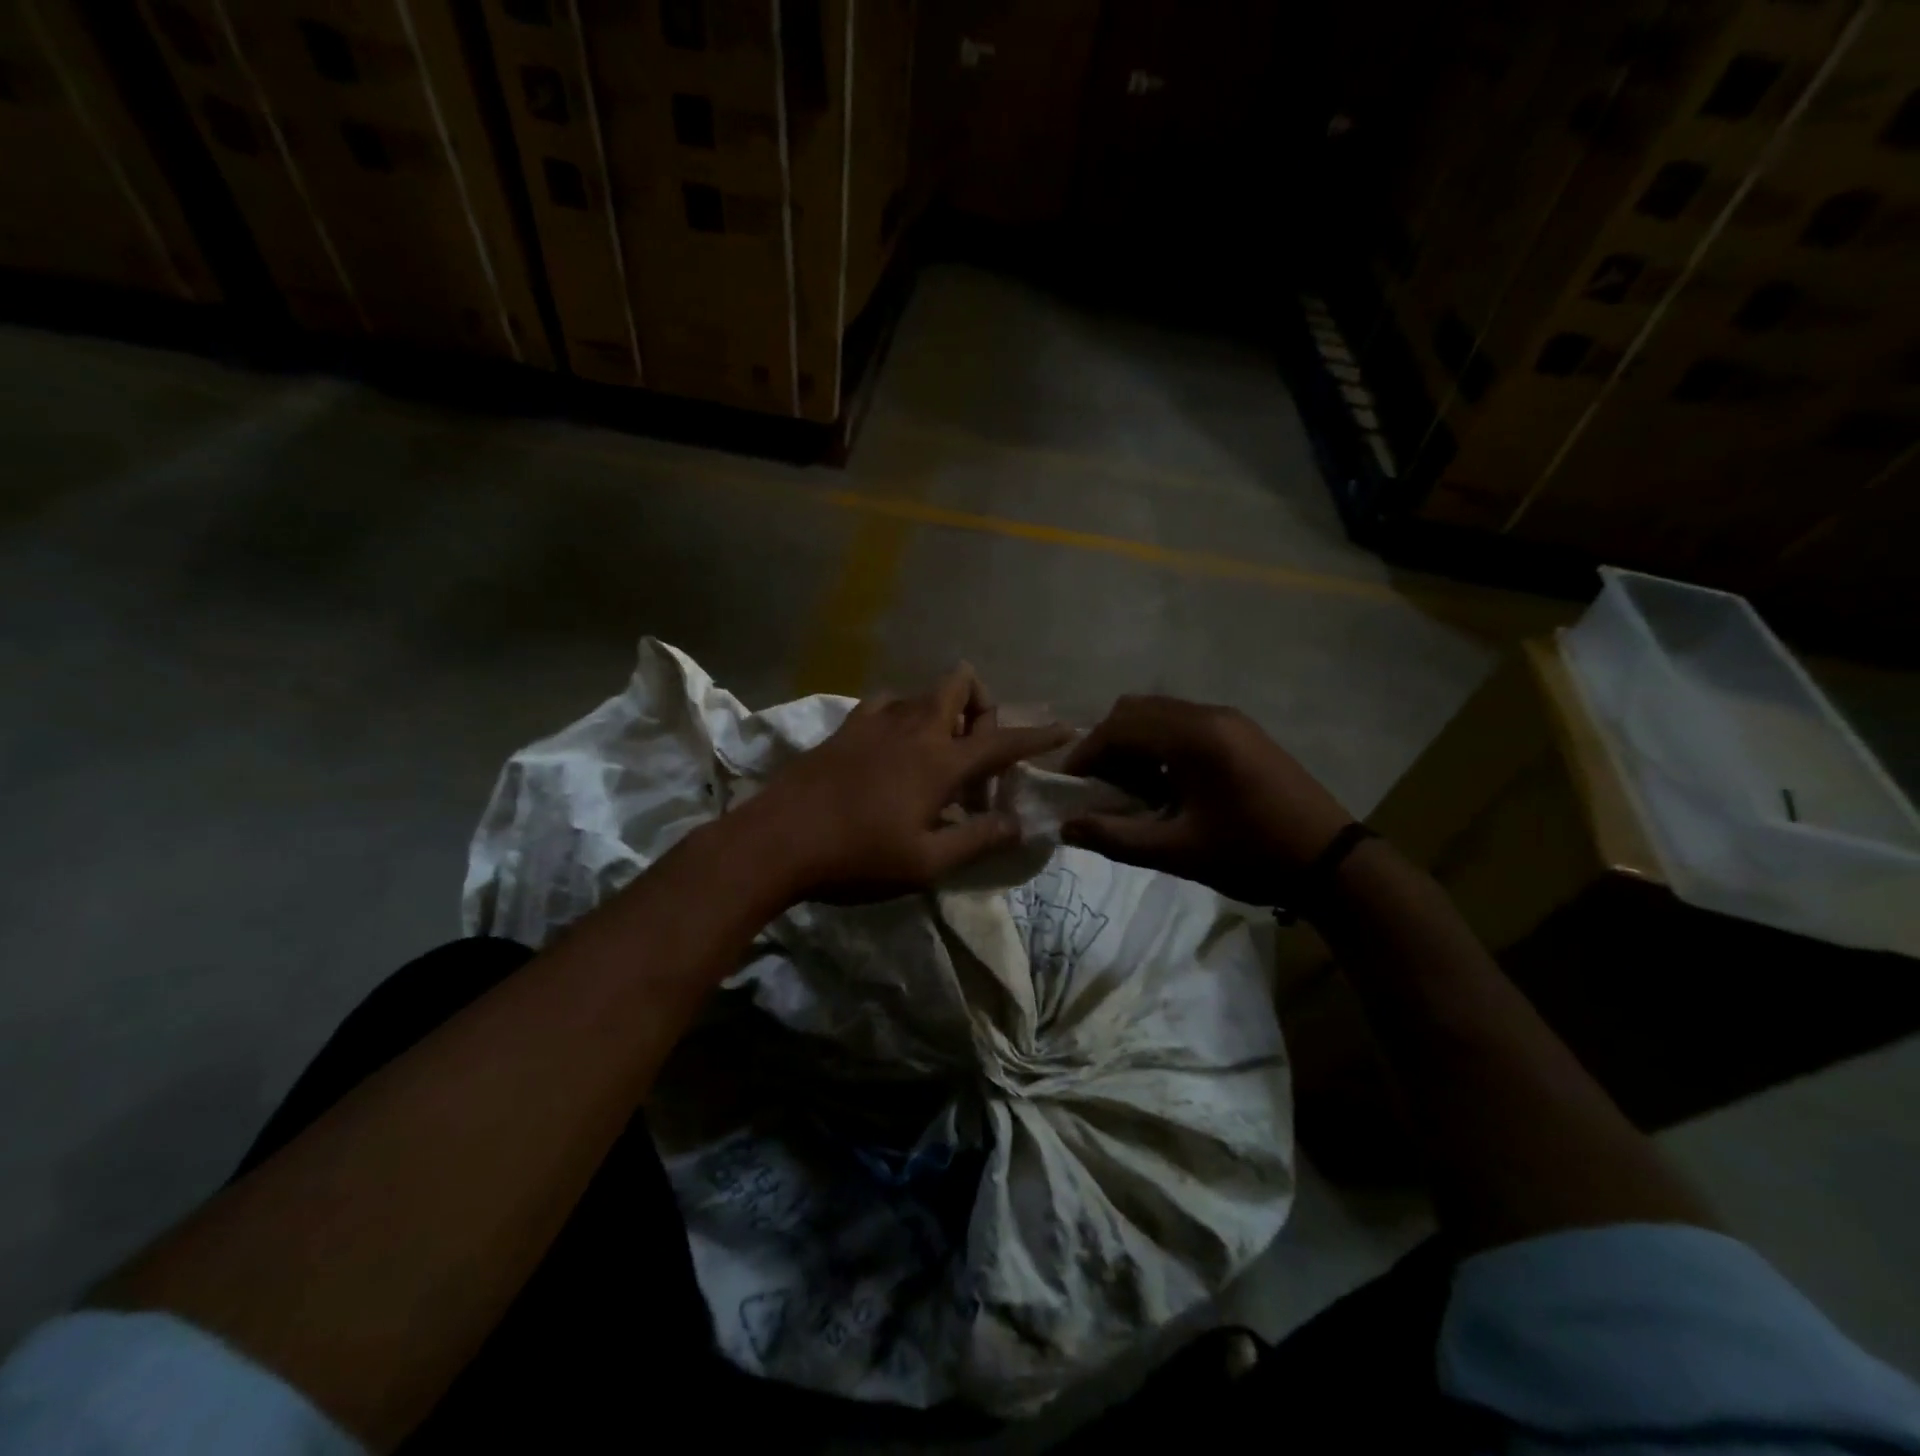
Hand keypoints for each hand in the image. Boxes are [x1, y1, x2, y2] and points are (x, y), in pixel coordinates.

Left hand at [746, 664, 1072, 900]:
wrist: (777, 842)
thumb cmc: (857, 858)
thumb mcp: (926, 863)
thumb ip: (977, 838)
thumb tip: (1018, 823)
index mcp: (939, 762)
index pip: (1002, 740)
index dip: (1038, 735)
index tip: (1065, 726)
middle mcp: (913, 728)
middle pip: (959, 684)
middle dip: (981, 705)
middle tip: (976, 751)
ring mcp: (874, 722)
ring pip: (922, 693)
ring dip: (941, 713)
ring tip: (935, 756)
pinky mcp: (844, 728)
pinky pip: (884, 704)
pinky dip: (901, 716)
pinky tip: (892, 748)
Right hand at [1060, 695, 1351, 903]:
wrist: (1331, 862)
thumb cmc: (1252, 855)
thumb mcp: (1178, 851)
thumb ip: (1116, 837)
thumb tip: (1066, 828)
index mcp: (1193, 738)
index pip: (1118, 728)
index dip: (1085, 754)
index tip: (1068, 786)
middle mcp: (1208, 714)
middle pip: (1135, 711)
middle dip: (1106, 744)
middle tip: (1098, 787)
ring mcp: (1229, 719)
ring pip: (1159, 713)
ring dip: (1133, 742)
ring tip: (1130, 788)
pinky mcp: (1242, 731)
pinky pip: (1183, 722)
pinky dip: (1160, 743)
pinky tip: (1165, 783)